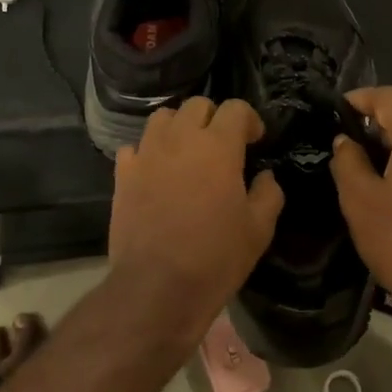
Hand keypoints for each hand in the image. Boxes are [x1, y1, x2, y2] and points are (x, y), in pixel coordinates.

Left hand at [109, 97, 283, 349]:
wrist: (157, 286)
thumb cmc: (216, 256)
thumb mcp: (259, 229)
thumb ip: (268, 194)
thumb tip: (265, 176)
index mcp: (218, 146)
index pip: (236, 109)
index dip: (250, 120)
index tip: (255, 141)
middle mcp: (180, 139)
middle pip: (197, 105)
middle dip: (214, 118)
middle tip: (223, 145)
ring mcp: (146, 154)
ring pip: (162, 118)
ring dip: (179, 127)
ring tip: (187, 152)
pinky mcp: (122, 175)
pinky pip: (134, 147)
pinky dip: (148, 152)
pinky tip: (156, 171)